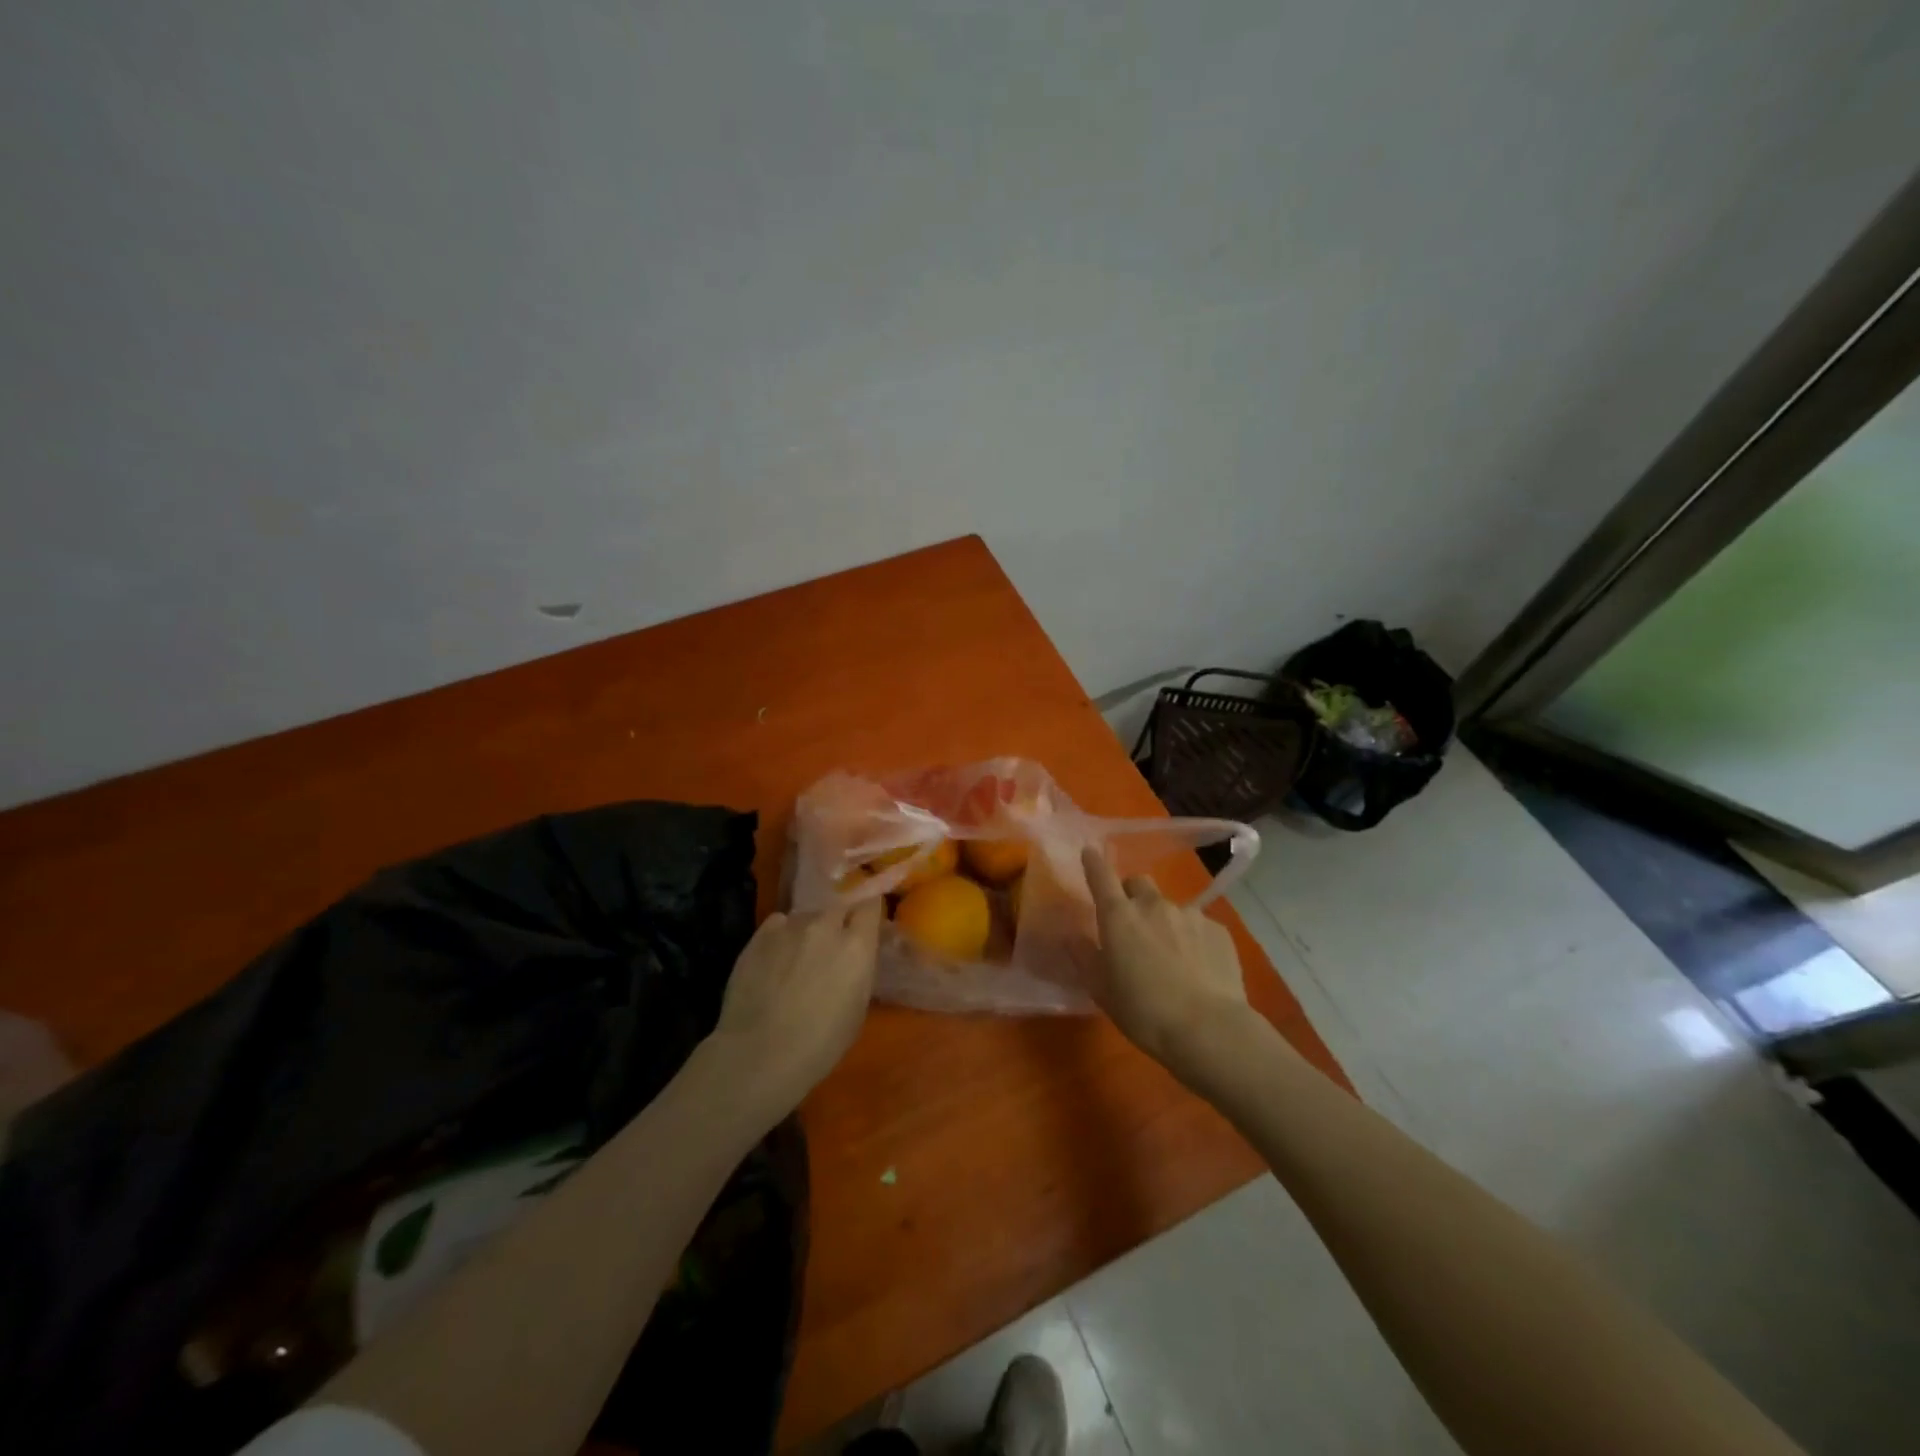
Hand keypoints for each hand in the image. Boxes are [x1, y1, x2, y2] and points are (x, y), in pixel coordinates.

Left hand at [709, 900, 883, 1113]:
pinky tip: (775, 959)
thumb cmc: (820, 1044)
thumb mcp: (857, 1008)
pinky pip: (778, 924)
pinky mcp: (759, 935)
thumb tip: (856, 957)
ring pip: (806, 917)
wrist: (760, 1054)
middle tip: (832, 947)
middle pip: (838, 907)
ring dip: (809, 931)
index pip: (870, 906)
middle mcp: (826, 925)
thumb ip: (859, 970)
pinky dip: (782, 936)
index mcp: (857, 945)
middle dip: (838, 922)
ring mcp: (790, 927)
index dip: (867, 915)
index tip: (865, 926)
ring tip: (798, 957)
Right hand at [1081, 845, 1252, 1067]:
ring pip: (1169, 907)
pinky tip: (1197, 969)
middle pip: (1138, 882)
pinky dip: (1192, 940)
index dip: (1094, 862)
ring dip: (1163, 921)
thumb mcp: (1101, 990)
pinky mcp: (1219, 930)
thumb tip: (1072, 936)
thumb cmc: (1143, 1011)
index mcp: (1119, 916)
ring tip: (1169, 956)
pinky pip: (1198, 927)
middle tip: (1132, 924)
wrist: (1208, 1029)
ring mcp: (1190, 915)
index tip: (1090, 853)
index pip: (1101, 876)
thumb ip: (1085, 957)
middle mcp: (1153, 905)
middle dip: (1131, 894)